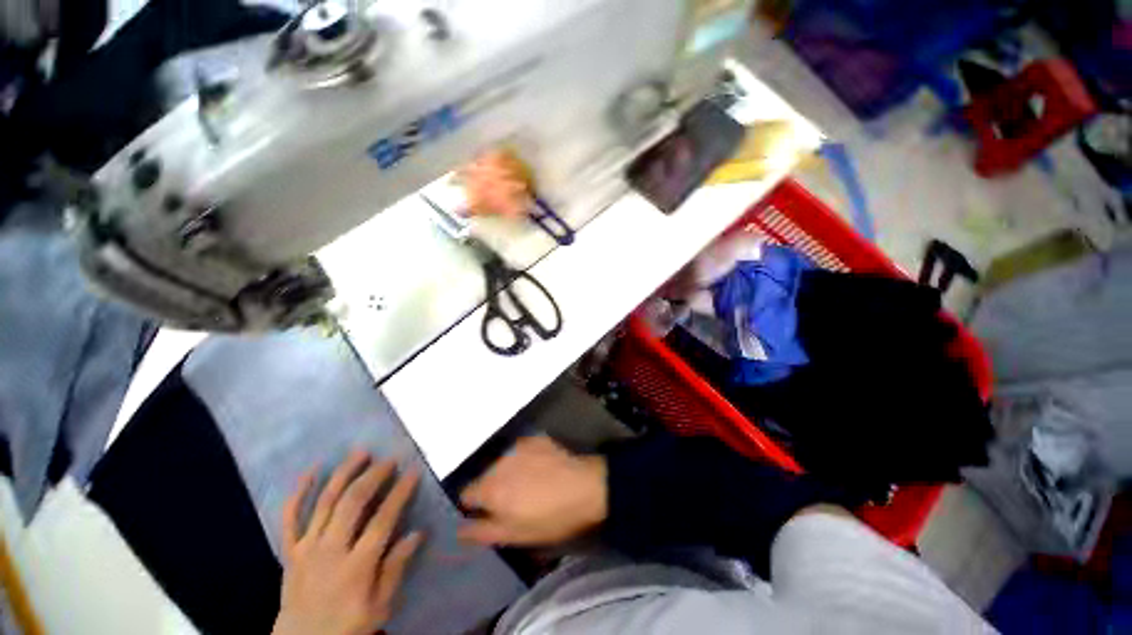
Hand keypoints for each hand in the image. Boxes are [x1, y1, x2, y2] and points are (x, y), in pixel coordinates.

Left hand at [273, 451, 423, 634]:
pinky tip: (312, 470)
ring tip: (360, 453)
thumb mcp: (379, 607)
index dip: (400, 493)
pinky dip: (299, 491)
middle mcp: (330, 551)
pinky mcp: (289, 550)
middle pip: (352, 504)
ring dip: (343, 474)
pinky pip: (290, 516)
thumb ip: (395, 569)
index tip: (413, 472)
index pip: (382, 520)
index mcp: (356, 566)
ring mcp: (306, 548)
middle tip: (389, 459)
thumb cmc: (347, 626)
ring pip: (325, 502)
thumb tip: (417, 533)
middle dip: (373, 476)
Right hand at [458, 436, 606, 545]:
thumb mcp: (515, 535)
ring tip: (527, 481)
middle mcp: (499, 462)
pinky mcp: (534, 438)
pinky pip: (520, 449)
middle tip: (511, 498)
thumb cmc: (550, 518)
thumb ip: (482, 531)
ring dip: (507, 470)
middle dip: (492, 486)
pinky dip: (523, 458)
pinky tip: (539, 466)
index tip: (488, 512)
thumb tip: (458, 529)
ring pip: (502, 461)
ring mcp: (517, 446)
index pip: (466, 494)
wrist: (585, 486)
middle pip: (484, 475)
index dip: (474, 505)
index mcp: (490, 488)